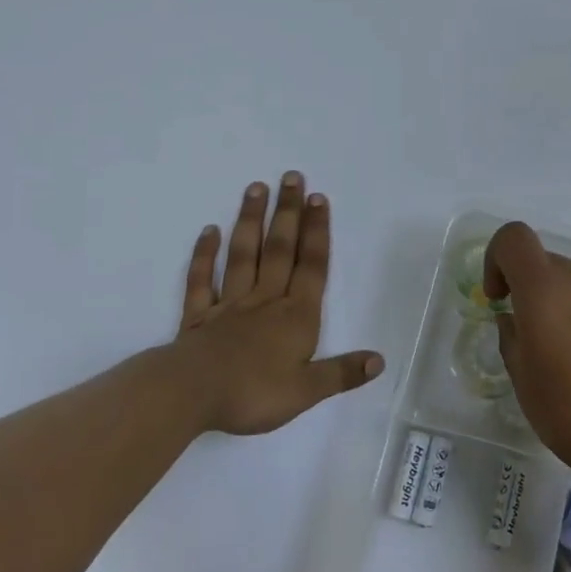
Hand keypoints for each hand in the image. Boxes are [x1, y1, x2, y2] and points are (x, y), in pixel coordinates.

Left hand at [174, 173, 382, 435]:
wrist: (191, 395)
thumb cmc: (253, 393)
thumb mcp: (307, 391)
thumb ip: (342, 373)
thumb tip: (379, 361)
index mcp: (295, 316)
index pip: (311, 267)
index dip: (317, 232)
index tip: (318, 198)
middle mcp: (265, 300)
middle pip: (280, 249)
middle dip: (288, 213)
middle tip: (291, 176)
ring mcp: (229, 304)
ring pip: (243, 255)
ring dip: (251, 220)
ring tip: (256, 187)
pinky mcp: (198, 315)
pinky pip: (201, 280)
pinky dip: (204, 255)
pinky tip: (209, 231)